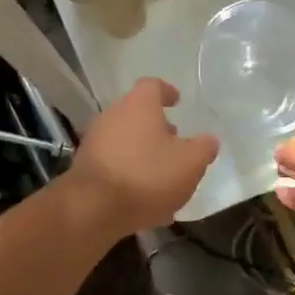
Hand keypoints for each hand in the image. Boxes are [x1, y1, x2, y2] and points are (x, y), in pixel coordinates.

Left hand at [65, 77, 217, 233]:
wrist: (93, 209)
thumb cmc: (147, 175)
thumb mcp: (190, 163)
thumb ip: (203, 148)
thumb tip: (209, 140)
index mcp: (139, 105)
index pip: (153, 86)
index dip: (167, 92)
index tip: (177, 101)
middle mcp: (113, 116)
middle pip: (137, 114)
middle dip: (157, 128)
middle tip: (175, 143)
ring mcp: (95, 142)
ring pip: (126, 141)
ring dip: (144, 154)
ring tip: (163, 177)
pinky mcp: (85, 169)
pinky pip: (115, 165)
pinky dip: (130, 175)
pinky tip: (145, 200)